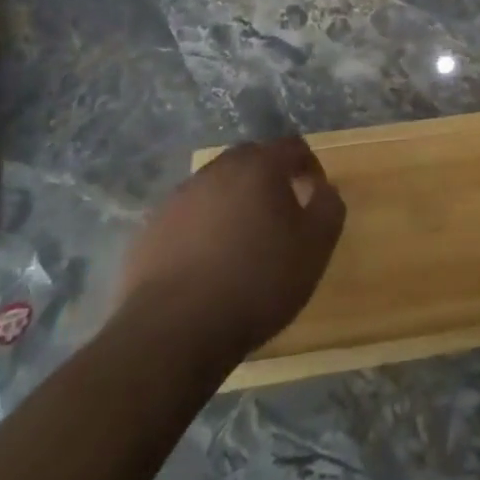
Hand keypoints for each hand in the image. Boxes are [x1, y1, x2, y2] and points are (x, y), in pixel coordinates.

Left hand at [116, 136, 345, 364]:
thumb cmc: (256, 282)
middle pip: (251, 161)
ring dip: (233, 204)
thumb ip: (329, 207)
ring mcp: (179, 199)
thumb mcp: (315, 247)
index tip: (314, 194)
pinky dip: (202, 230)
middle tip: (280, 215)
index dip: (309, 166)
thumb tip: (323, 189)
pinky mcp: (151, 231)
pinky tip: (207, 265)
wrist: (172, 333)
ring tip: (242, 243)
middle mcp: (217, 170)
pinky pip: (188, 218)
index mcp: (259, 166)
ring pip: (216, 188)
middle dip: (269, 180)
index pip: (292, 146)